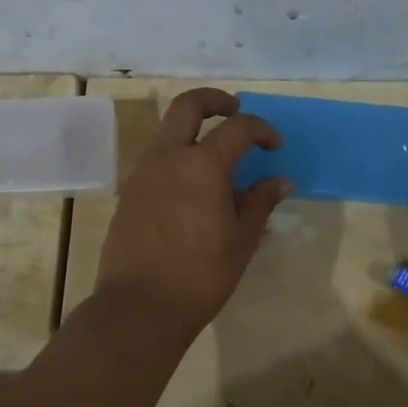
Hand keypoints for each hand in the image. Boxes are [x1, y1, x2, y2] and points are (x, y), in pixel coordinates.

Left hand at [94, 88, 290, 332]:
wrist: (139, 306)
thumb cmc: (200, 274)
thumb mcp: (242, 239)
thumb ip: (260, 202)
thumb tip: (279, 181)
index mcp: (202, 164)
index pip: (237, 128)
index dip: (262, 130)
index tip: (274, 146)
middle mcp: (168, 157)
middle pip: (187, 105)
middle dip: (214, 100)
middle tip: (235, 110)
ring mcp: (142, 173)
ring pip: (167, 131)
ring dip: (192, 129)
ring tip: (216, 155)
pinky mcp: (128, 193)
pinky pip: (156, 159)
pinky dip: (177, 157)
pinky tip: (192, 187)